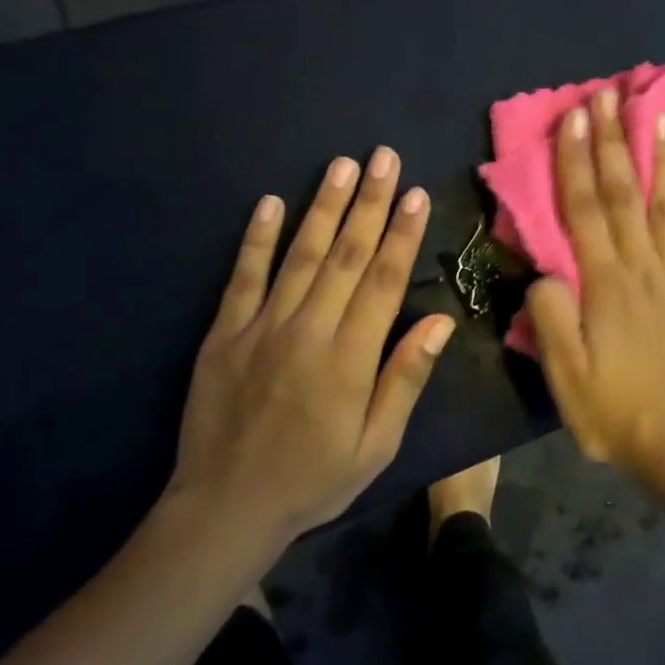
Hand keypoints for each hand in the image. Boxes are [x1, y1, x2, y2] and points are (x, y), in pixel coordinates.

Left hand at [167, 148, 454, 546]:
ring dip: (323, 207)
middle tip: (383, 156)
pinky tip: (270, 203)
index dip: (401, 234)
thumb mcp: (376, 445)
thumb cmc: (314, 480)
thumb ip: (405, 379)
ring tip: (341, 165)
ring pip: (300, 255)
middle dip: (368, 202)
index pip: (383, 281)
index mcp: (349, 358)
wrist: (225, 508)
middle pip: (346, 255)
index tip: (415, 194)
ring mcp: (261, 327)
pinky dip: (256, 238)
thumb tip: (440, 322)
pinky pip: (243, 277)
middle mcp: (308, 330)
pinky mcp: (224, 333)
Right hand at [528, 90, 664, 473]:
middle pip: (625, 194)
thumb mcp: (563, 375)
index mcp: (604, 284)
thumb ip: (549, 316)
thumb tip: (547, 270)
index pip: (584, 209)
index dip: (577, 161)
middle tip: (607, 96)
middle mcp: (644, 267)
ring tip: (659, 114)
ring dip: (663, 157)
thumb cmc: (615, 412)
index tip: (574, 118)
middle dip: (613, 141)